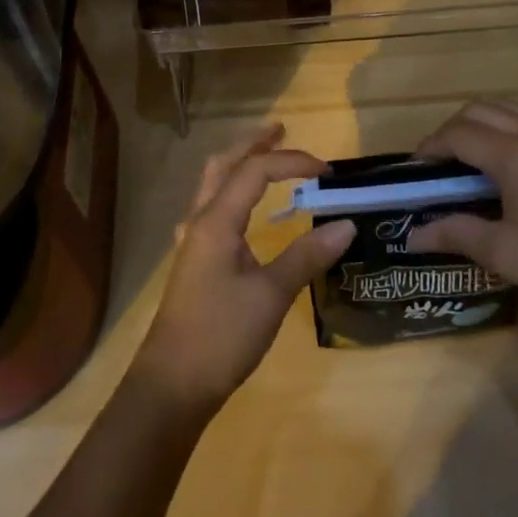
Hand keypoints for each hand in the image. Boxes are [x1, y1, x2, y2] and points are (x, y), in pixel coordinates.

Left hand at [133, 124, 355, 415]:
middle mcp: (200, 221)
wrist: (172, 385)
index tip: (328, 171)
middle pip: (225, 166)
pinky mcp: (193, 262)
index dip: (292, 161)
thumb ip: (307, 256)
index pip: (256, 170)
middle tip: (281, 131)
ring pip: (213, 186)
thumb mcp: (271, 295)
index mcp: (216, 220)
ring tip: (264, 158)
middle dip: (253, 145)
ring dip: (239, 166)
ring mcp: (192, 242)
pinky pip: (210, 210)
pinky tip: (239, 212)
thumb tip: (346, 225)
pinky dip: (230, 194)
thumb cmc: (221, 335)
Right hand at [408, 98, 517, 336]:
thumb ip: (455, 234)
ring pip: (514, 104)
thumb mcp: (504, 254)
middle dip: (453, 131)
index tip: (417, 171)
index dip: (430, 147)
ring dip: (486, 119)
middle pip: (480, 110)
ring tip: (477, 152)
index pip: (457, 134)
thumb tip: (412, 234)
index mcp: (514, 156)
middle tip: (442, 166)